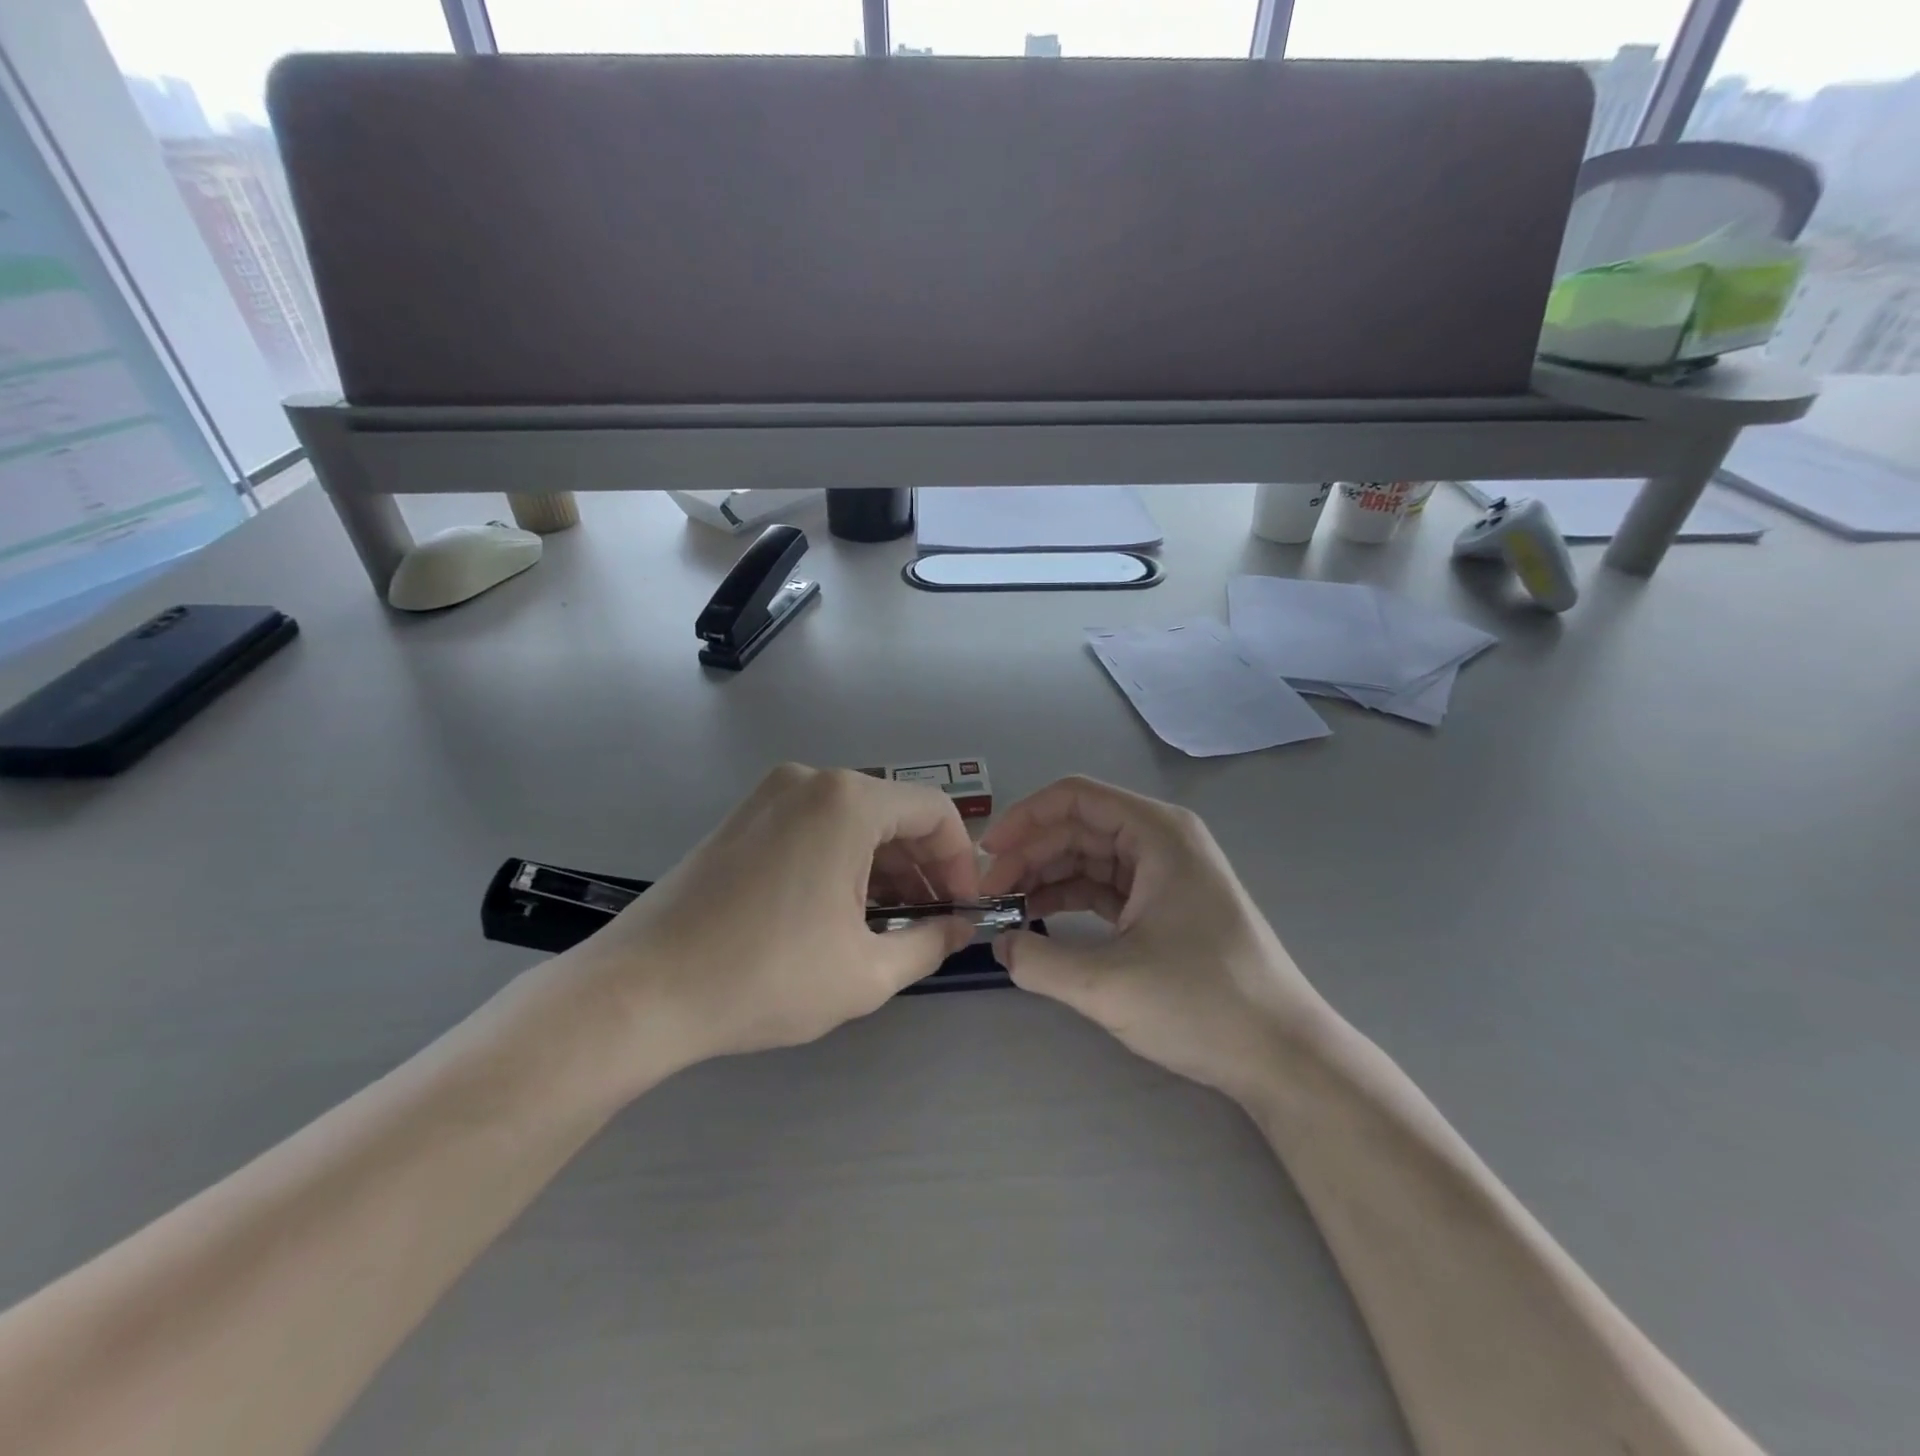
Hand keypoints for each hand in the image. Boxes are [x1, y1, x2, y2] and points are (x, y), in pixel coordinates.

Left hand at [563, 765, 978, 1079]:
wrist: (641, 991)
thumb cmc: (765, 977)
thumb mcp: (866, 972)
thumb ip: (930, 943)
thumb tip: (960, 927)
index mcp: (847, 801)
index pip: (935, 812)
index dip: (961, 862)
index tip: (962, 910)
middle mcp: (811, 780)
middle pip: (893, 813)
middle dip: (922, 867)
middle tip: (929, 922)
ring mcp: (770, 794)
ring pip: (853, 820)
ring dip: (882, 866)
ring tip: (886, 924)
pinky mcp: (743, 817)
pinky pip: (814, 826)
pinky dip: (841, 859)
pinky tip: (837, 911)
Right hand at [979, 777, 1331, 1101]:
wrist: (1283, 1055)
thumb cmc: (1203, 1004)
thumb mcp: (1108, 984)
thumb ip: (1039, 960)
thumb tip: (998, 944)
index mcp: (1157, 833)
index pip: (1074, 798)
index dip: (1024, 819)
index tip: (986, 856)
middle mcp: (1162, 840)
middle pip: (1078, 827)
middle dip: (1029, 854)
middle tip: (989, 895)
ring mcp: (1166, 873)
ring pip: (1089, 857)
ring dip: (1046, 876)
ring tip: (1006, 908)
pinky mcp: (1165, 905)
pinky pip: (1106, 886)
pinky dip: (1070, 898)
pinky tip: (1039, 919)